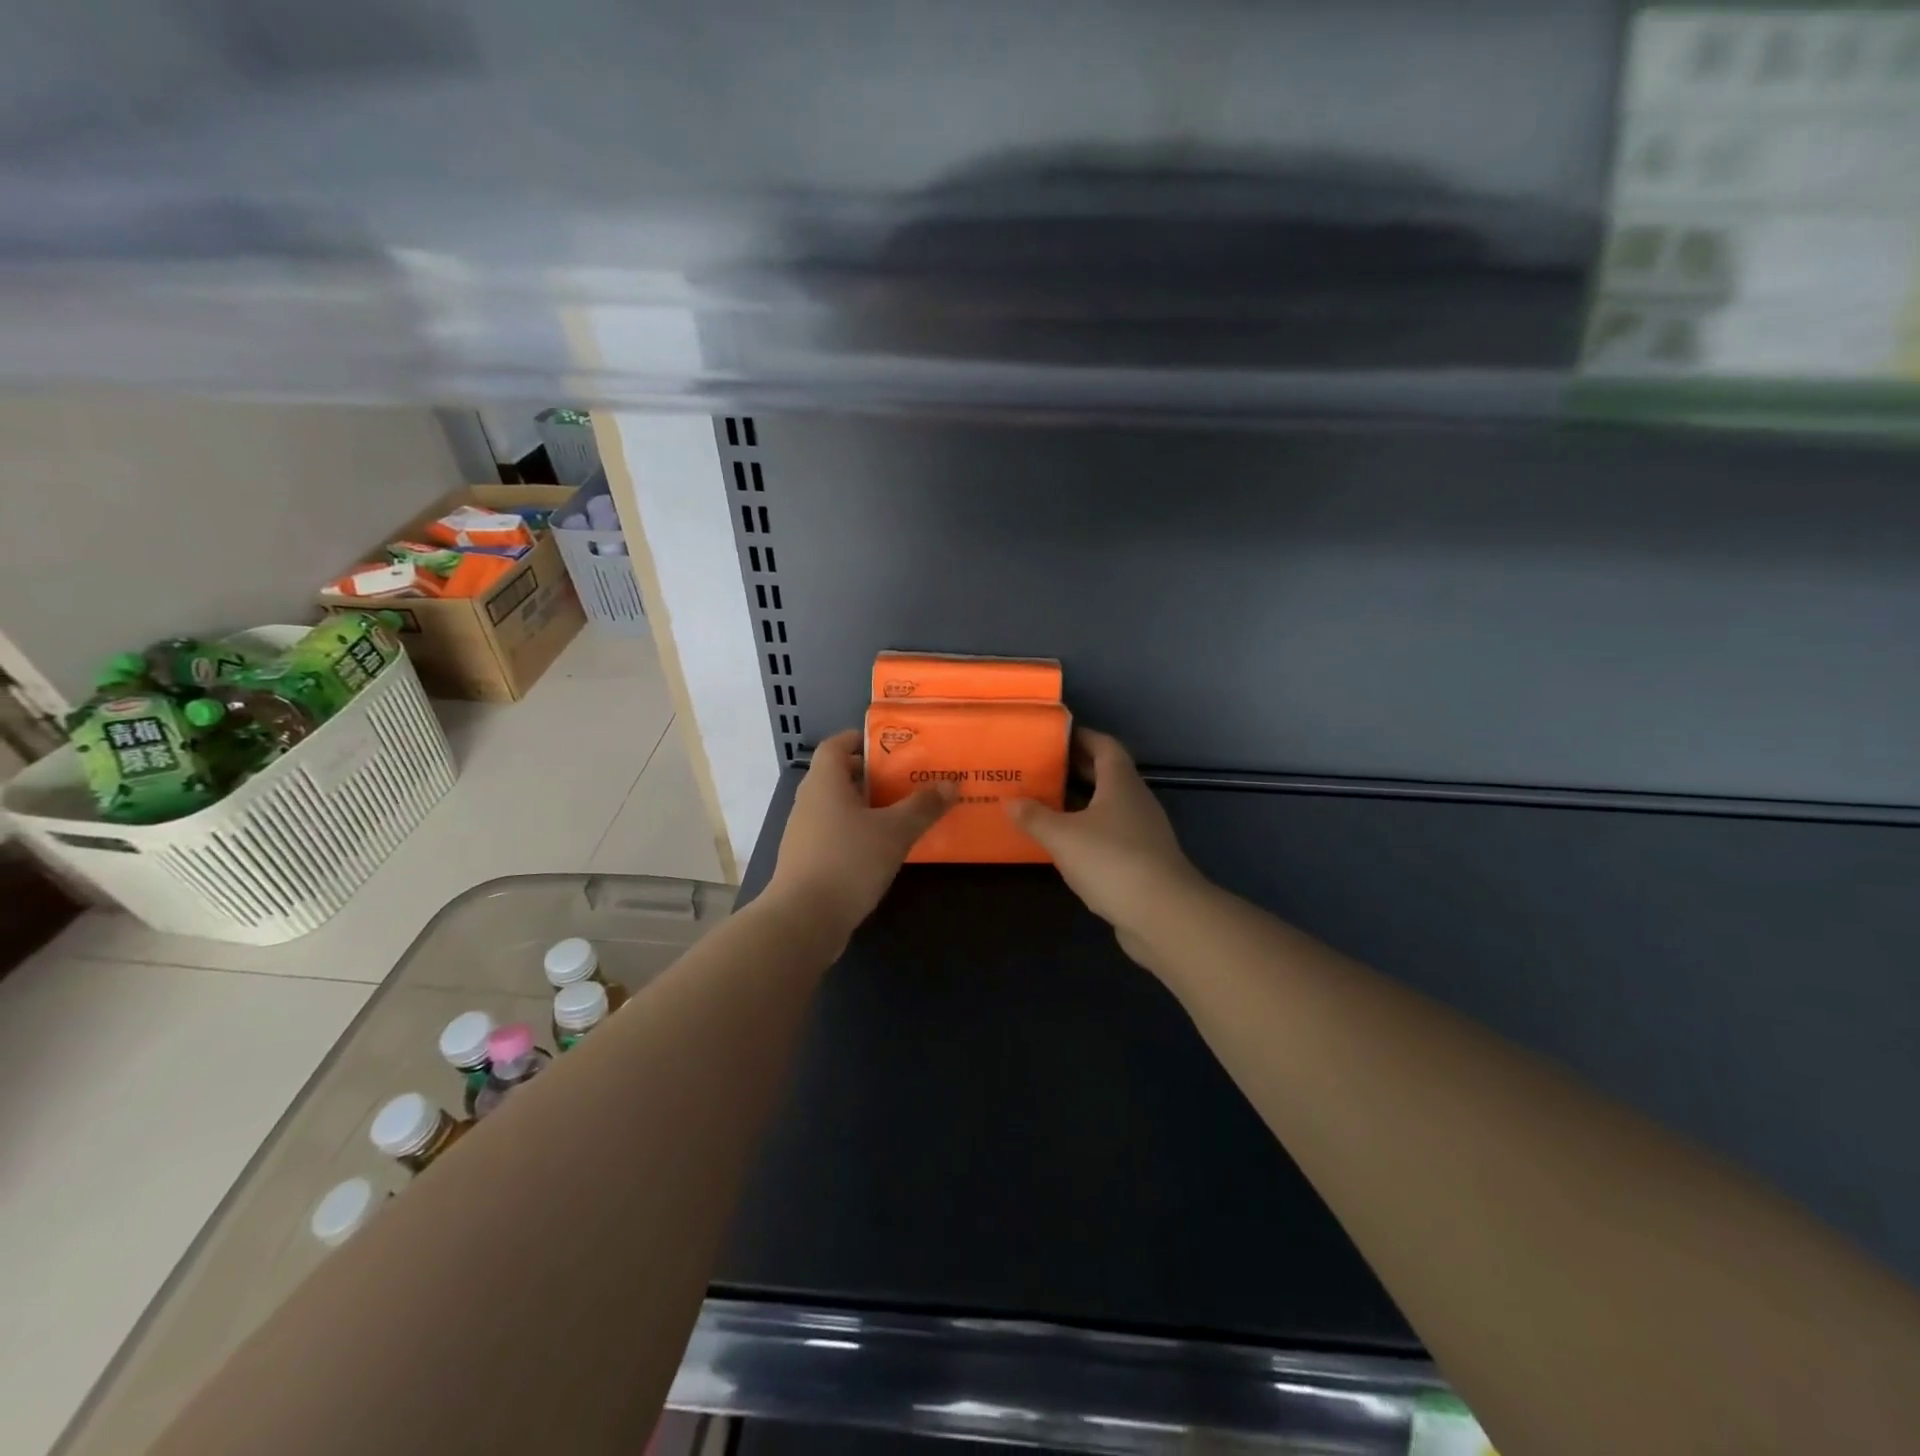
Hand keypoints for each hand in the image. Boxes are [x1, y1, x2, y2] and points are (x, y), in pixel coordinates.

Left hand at [763, 729, 954, 949]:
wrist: (804, 919)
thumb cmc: (848, 861)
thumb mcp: (895, 831)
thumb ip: (923, 806)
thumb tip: (952, 783)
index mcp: (824, 782)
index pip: (836, 745)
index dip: (860, 739)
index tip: (890, 745)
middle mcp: (809, 801)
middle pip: (839, 775)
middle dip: (872, 775)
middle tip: (906, 779)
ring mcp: (804, 832)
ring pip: (838, 807)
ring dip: (866, 806)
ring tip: (901, 812)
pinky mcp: (807, 860)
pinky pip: (835, 833)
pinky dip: (858, 832)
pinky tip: (882, 848)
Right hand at [1006, 729, 1208, 961]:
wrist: (1162, 913)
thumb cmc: (1111, 860)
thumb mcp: (1063, 836)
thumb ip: (1035, 817)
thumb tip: (1010, 800)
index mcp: (1120, 783)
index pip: (1104, 746)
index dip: (1081, 737)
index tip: (1053, 737)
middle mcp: (1135, 800)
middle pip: (1107, 774)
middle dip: (1076, 769)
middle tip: (1040, 769)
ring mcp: (1143, 831)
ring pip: (1108, 806)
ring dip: (1080, 803)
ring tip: (1045, 804)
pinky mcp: (1143, 860)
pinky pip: (1111, 833)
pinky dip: (1088, 831)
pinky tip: (1065, 844)